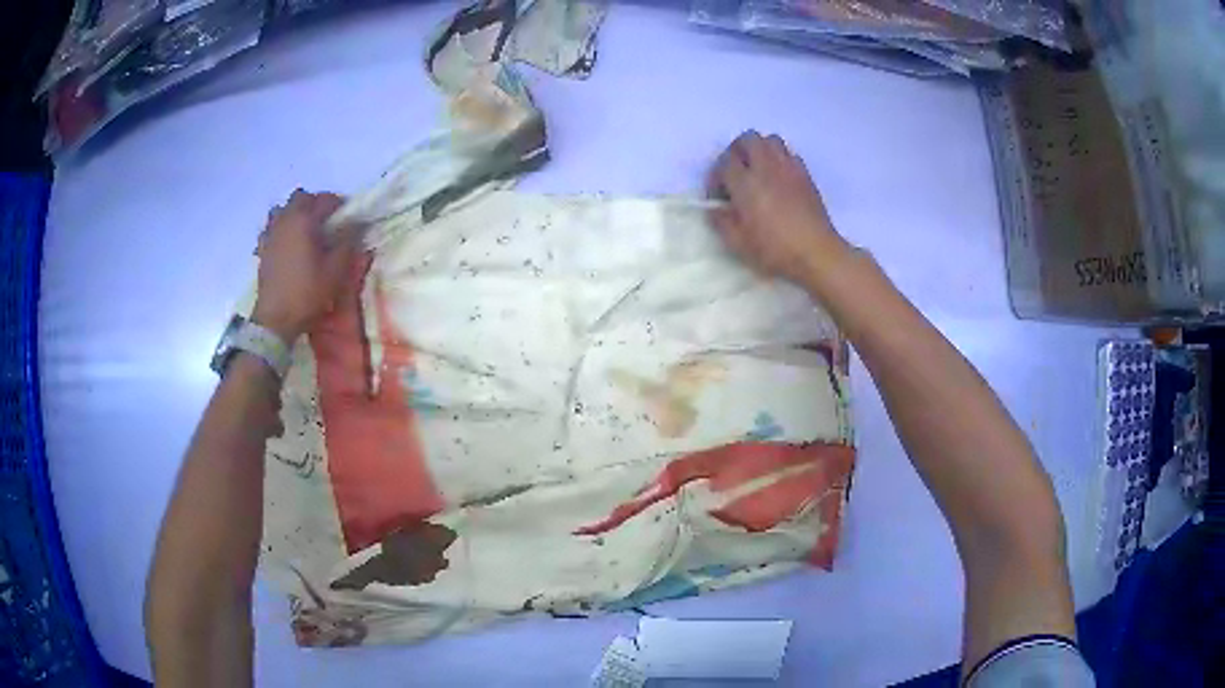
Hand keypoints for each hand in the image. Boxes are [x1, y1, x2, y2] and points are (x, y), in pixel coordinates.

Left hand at [252, 190, 360, 342]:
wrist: (275, 319)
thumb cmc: (307, 293)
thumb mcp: (335, 271)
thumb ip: (347, 243)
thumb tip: (357, 225)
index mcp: (304, 220)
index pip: (325, 199)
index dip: (339, 204)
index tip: (348, 217)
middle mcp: (285, 220)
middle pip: (300, 198)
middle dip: (315, 204)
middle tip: (327, 221)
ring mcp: (270, 234)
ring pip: (282, 209)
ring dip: (294, 213)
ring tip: (304, 230)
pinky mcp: (262, 249)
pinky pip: (270, 228)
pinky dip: (280, 229)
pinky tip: (286, 243)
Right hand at [707, 131, 849, 284]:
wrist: (816, 253)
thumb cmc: (775, 250)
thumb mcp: (738, 243)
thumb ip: (721, 222)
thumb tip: (716, 208)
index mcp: (746, 183)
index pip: (724, 162)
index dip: (716, 175)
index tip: (718, 195)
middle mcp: (766, 167)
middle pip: (747, 139)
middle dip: (736, 152)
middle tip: (735, 173)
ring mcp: (788, 168)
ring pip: (770, 140)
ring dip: (759, 151)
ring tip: (758, 172)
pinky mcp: (805, 175)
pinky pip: (789, 153)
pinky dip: (780, 159)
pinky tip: (779, 180)